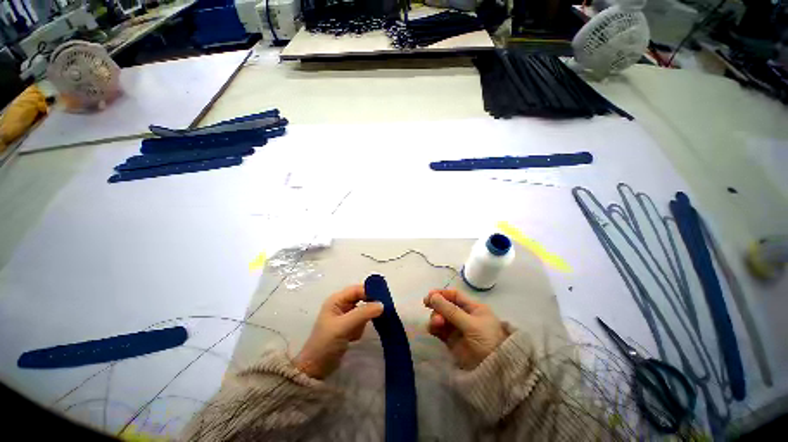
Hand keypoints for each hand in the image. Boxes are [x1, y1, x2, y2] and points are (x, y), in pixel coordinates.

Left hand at [294, 285, 383, 378]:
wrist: (315, 369)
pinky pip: (361, 321)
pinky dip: (361, 328)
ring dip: (363, 320)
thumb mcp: (344, 326)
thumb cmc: (326, 343)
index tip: (382, 300)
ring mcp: (345, 316)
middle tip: (378, 314)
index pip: (357, 290)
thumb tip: (382, 304)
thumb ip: (363, 313)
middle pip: (361, 298)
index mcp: (336, 300)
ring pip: (363, 310)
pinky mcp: (348, 326)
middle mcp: (341, 305)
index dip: (369, 292)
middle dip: (367, 307)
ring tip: (356, 332)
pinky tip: (354, 337)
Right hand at [424, 289, 508, 368]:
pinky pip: (439, 330)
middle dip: (438, 308)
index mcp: (473, 308)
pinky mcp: (451, 341)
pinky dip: (434, 328)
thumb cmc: (487, 340)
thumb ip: (451, 311)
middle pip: (445, 306)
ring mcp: (457, 328)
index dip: (442, 294)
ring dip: (436, 318)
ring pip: (441, 318)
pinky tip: (432, 329)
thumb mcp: (471, 324)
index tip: (429, 296)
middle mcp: (464, 316)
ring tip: (436, 324)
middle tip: (431, 310)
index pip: (455, 296)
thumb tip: (433, 297)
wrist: (495, 371)